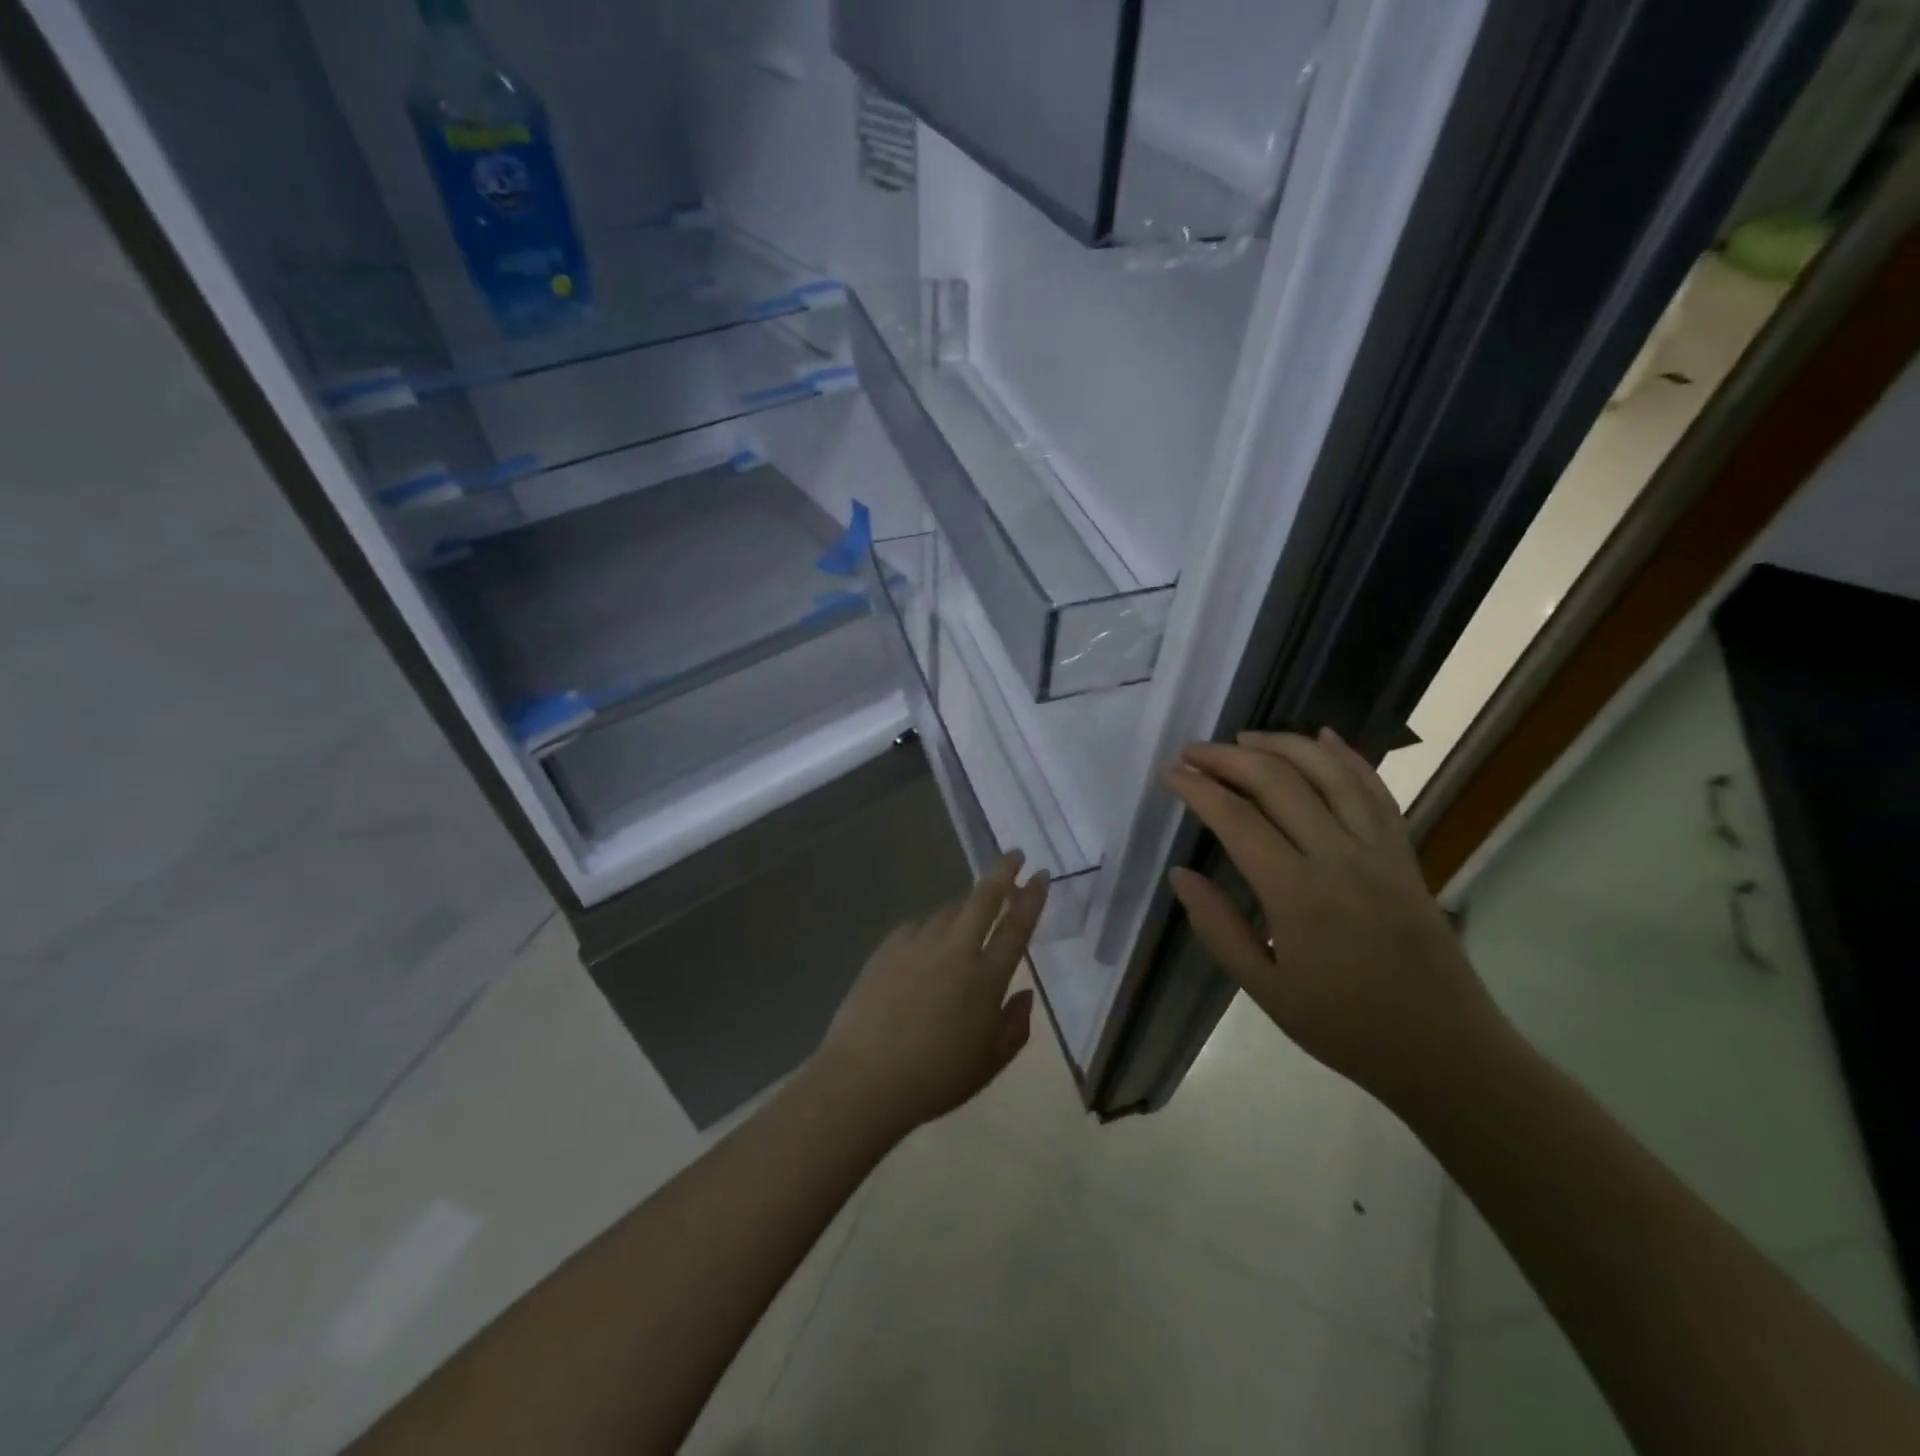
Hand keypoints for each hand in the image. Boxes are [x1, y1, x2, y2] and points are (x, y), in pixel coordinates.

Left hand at [811, 853, 1048, 1140]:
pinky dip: (931, 926)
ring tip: (971, 912)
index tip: (1041, 875)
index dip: (1031, 898)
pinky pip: (917, 926)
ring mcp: (918, 944)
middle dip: (1002, 872)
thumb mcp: (990, 1062)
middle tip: (1014, 856)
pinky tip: (929, 940)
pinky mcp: (887, 949)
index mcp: (986, 977)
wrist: (866, 1078)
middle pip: (983, 899)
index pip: (1016, 926)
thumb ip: (1015, 1025)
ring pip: (948, 910)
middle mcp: (955, 950)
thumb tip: (1024, 994)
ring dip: (965, 905)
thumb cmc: (936, 1077)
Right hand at [1162, 728, 1505, 1111]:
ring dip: (1283, 745)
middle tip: (1193, 752)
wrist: (1446, 1051)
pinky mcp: (1404, 854)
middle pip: (1279, 783)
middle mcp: (1340, 858)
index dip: (1199, 789)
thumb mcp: (1265, 990)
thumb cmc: (1345, 1027)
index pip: (1238, 820)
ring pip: (1329, 773)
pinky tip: (1324, 735)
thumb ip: (1218, 928)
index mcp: (1299, 895)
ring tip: (1244, 738)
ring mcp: (1380, 850)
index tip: (1171, 774)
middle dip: (1229, 758)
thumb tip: (1180, 874)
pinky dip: (1348, 757)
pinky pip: (1376, 791)